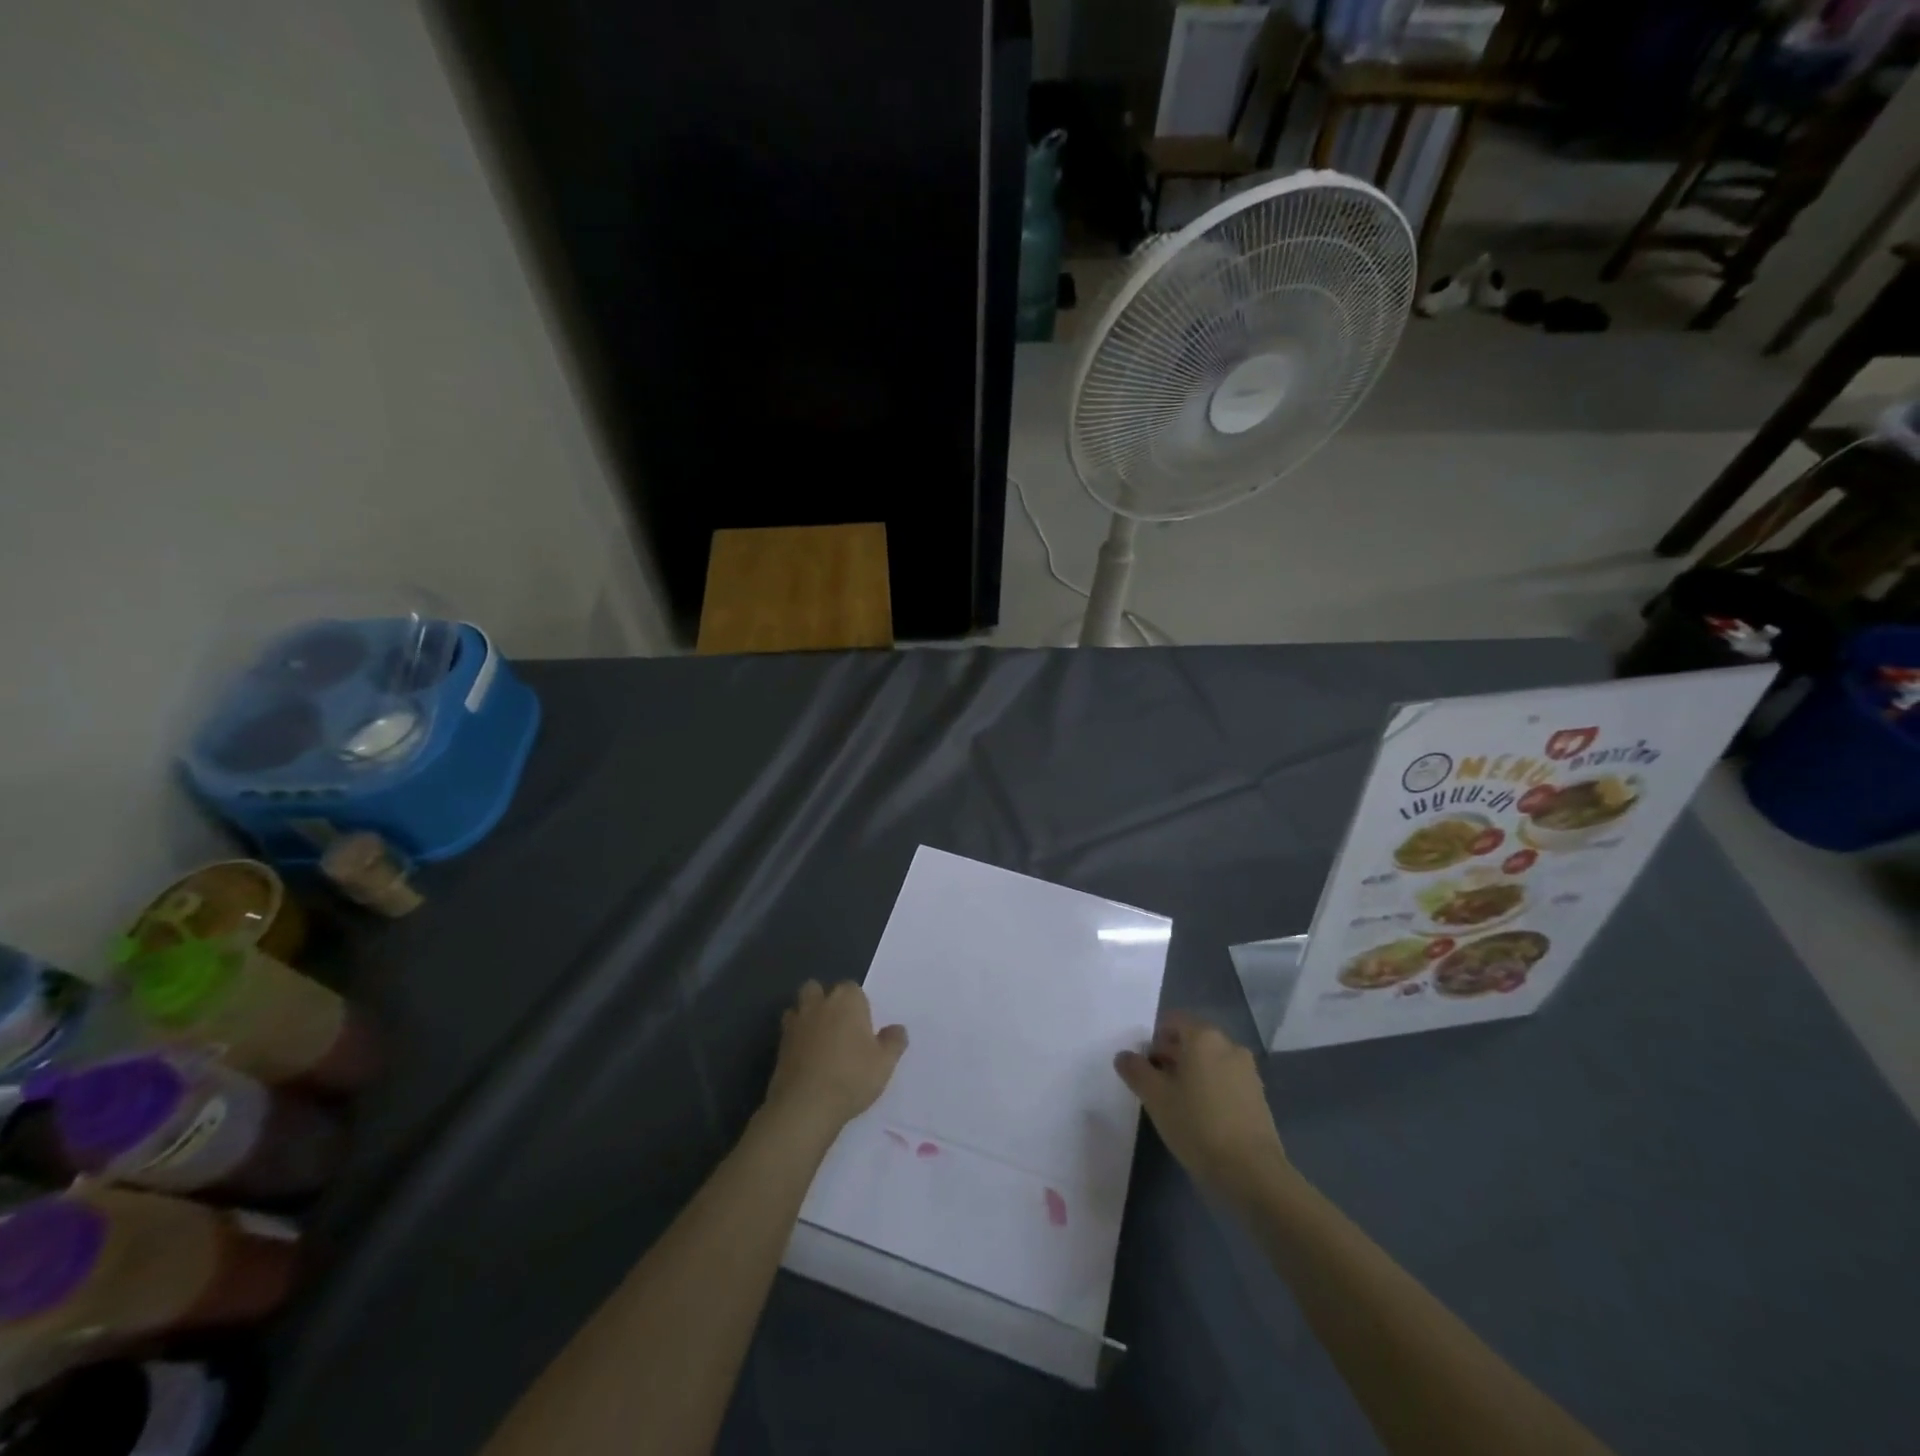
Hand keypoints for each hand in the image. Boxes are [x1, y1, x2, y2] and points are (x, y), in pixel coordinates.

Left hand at [765, 980, 907, 1131]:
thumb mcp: (884, 1063)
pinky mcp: (779, 1044)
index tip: (863, 1025)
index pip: (852, 988)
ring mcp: (796, 1022)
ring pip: (799, 1007)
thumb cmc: (851, 1077)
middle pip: (819, 988)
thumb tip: (897, 1029)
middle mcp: (819, 1003)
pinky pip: (788, 1031)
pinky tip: (806, 1057)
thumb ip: (894, 1042)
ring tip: (819, 1038)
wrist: (805, 1106)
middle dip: (825, 999)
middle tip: (839, 1025)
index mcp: (847, 1000)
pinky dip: (796, 1038)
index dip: (857, 1004)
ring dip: (807, 1016)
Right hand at [1115, 1012, 1282, 1194]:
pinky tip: (1201, 1117)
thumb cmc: (1197, 1125)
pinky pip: (1226, 1080)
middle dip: (1171, 1056)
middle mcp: (1229, 1045)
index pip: (1172, 1020)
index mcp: (1203, 1037)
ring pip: (1210, 1061)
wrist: (1252, 1173)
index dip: (1154, 1039)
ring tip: (1177, 1104)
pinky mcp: (1258, 1096)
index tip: (1144, 1065)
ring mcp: (1247, 1071)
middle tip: (1155, 1085)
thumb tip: (1124, 1056)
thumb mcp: (1155, 1097)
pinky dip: (1210, 1088)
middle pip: (1192, 1039)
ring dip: (1191, 1073)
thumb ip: (1135, 1070)